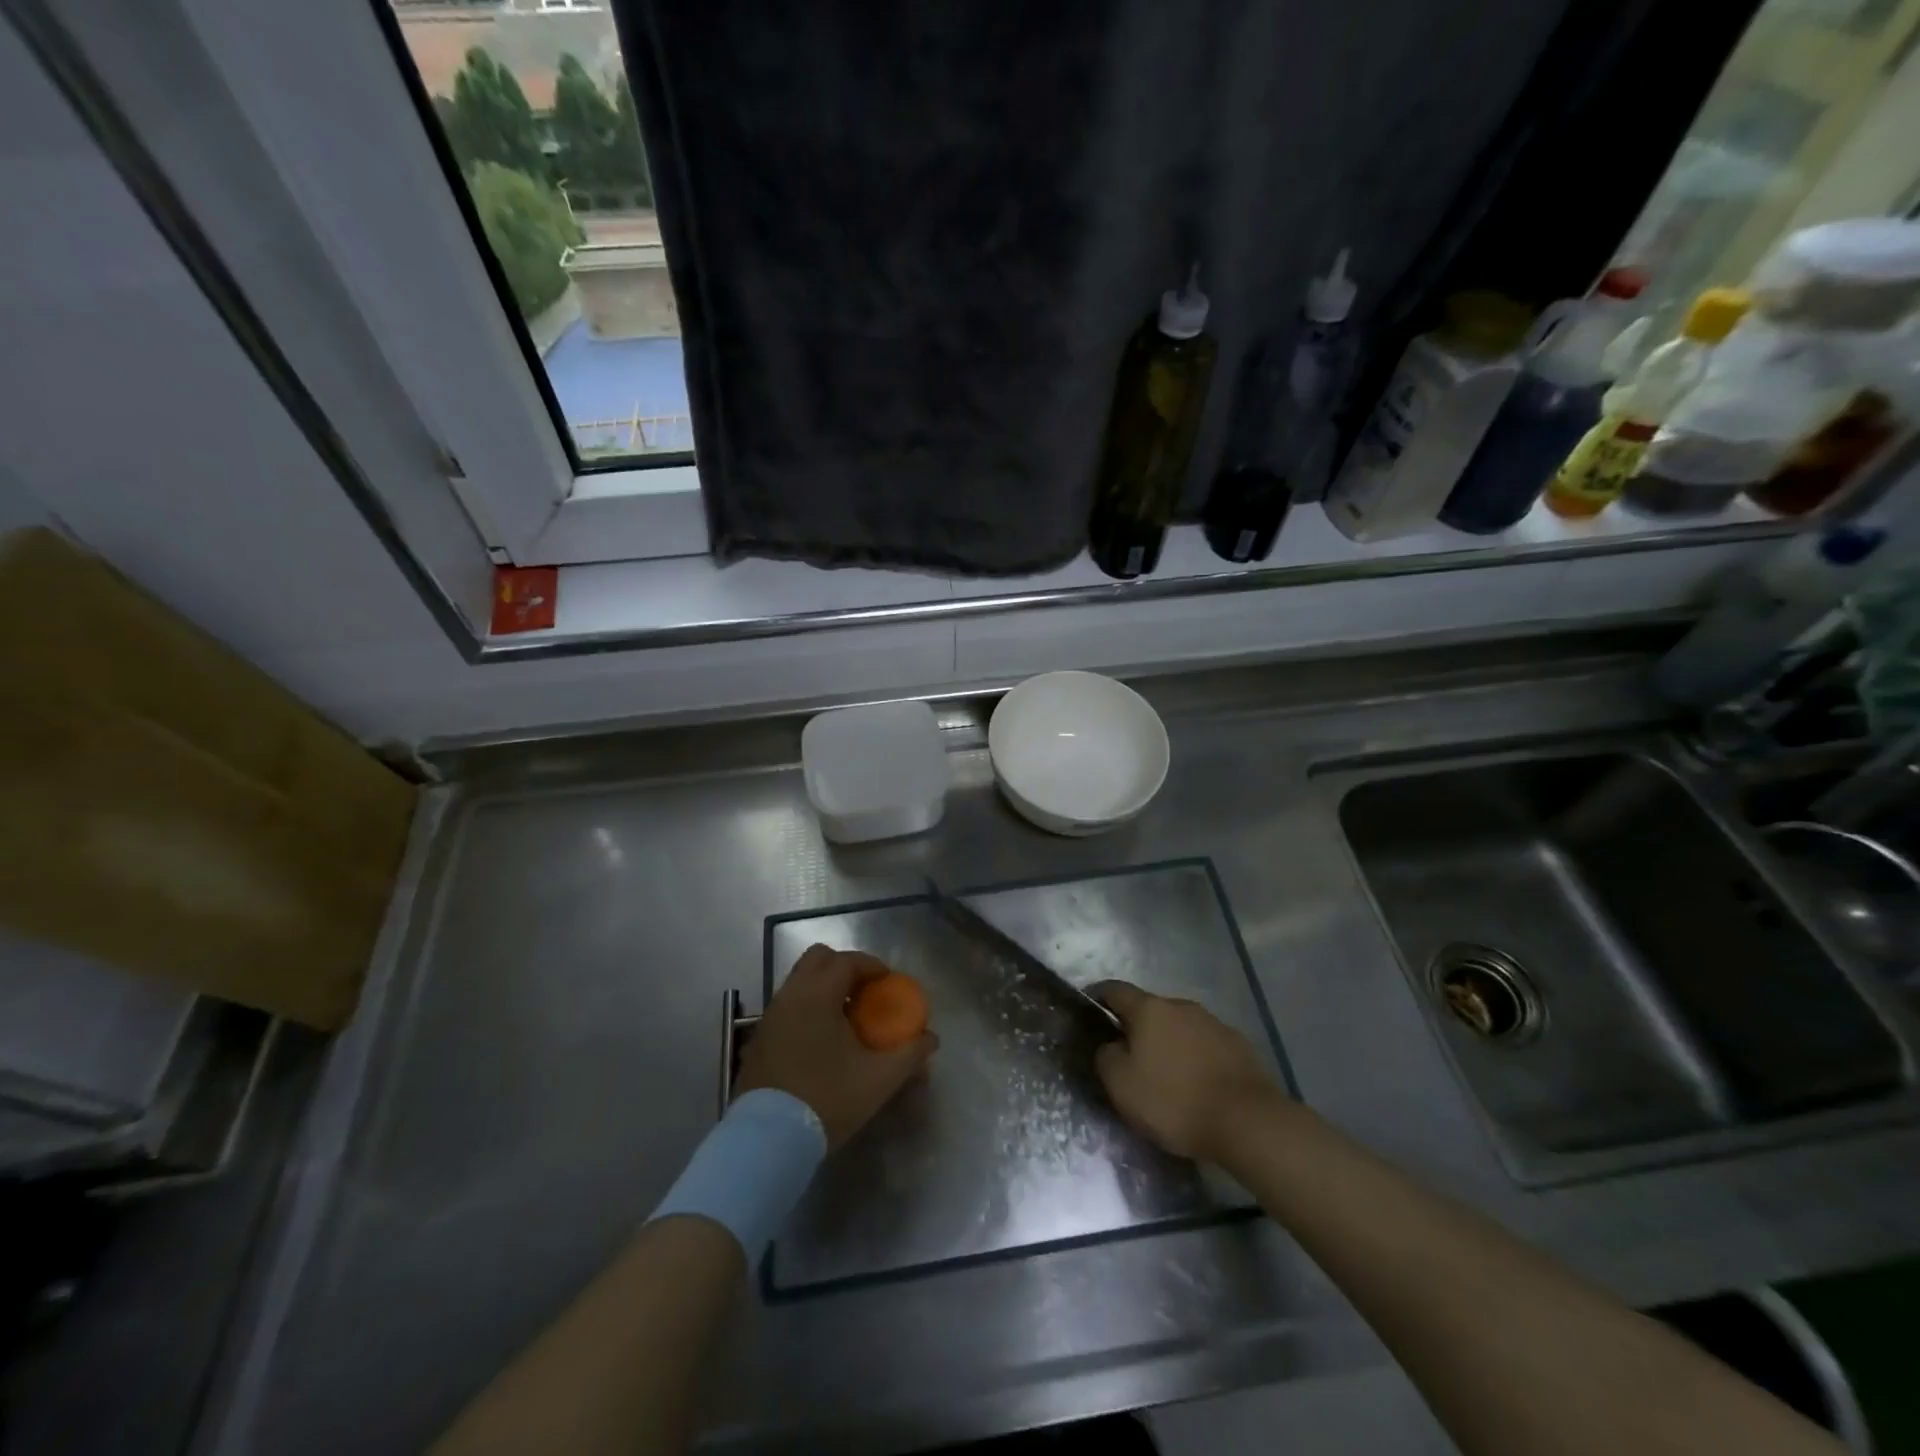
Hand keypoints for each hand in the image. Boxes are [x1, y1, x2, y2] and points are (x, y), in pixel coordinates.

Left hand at [736, 945, 937, 1148]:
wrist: (768, 1139)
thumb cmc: (826, 1099)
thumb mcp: (878, 1079)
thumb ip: (909, 1054)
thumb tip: (931, 1039)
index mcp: (818, 995)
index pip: (846, 961)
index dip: (871, 965)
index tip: (888, 982)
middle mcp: (790, 995)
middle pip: (817, 959)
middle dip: (844, 967)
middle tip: (865, 992)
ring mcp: (770, 1016)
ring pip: (799, 981)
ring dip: (824, 987)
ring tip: (845, 1017)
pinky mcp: (758, 1039)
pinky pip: (788, 1005)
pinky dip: (807, 1007)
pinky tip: (821, 1039)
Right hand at [1092, 980, 1286, 1163]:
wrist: (1248, 1122)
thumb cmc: (1175, 1100)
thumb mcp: (1121, 1085)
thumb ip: (1106, 1057)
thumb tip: (1111, 1045)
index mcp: (1149, 1009)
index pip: (1114, 989)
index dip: (1098, 997)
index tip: (1090, 1012)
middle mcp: (1181, 1005)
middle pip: (1149, 1009)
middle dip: (1137, 1027)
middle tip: (1129, 1058)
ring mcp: (1213, 1023)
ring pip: (1179, 1027)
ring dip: (1168, 1043)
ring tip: (1166, 1076)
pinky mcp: (1238, 1045)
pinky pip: (1205, 1045)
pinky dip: (1194, 1058)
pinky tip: (1197, 1085)